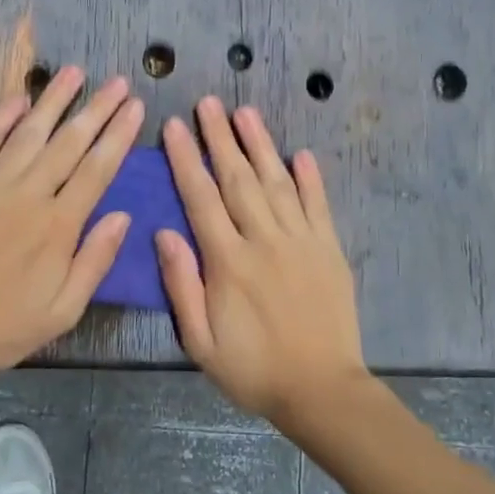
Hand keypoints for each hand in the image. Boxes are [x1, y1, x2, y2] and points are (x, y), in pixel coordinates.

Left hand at [0, 66, 142, 379]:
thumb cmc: (6, 325)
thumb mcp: (65, 309)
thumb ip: (95, 259)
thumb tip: (124, 215)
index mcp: (59, 225)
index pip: (97, 169)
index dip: (119, 135)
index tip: (136, 107)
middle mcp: (29, 195)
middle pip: (70, 142)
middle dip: (97, 109)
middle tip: (118, 82)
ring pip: (29, 132)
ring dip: (54, 101)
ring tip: (75, 72)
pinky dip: (1, 118)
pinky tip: (18, 98)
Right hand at [157, 97, 366, 423]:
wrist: (322, 390)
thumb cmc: (253, 370)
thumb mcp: (201, 341)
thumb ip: (182, 285)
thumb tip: (164, 233)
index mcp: (229, 262)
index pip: (201, 198)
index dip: (186, 159)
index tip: (174, 126)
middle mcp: (265, 240)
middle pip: (238, 179)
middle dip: (220, 138)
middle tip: (208, 103)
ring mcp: (302, 241)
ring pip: (277, 182)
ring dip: (260, 145)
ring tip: (245, 113)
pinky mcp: (330, 249)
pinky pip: (319, 205)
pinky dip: (310, 178)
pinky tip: (301, 154)